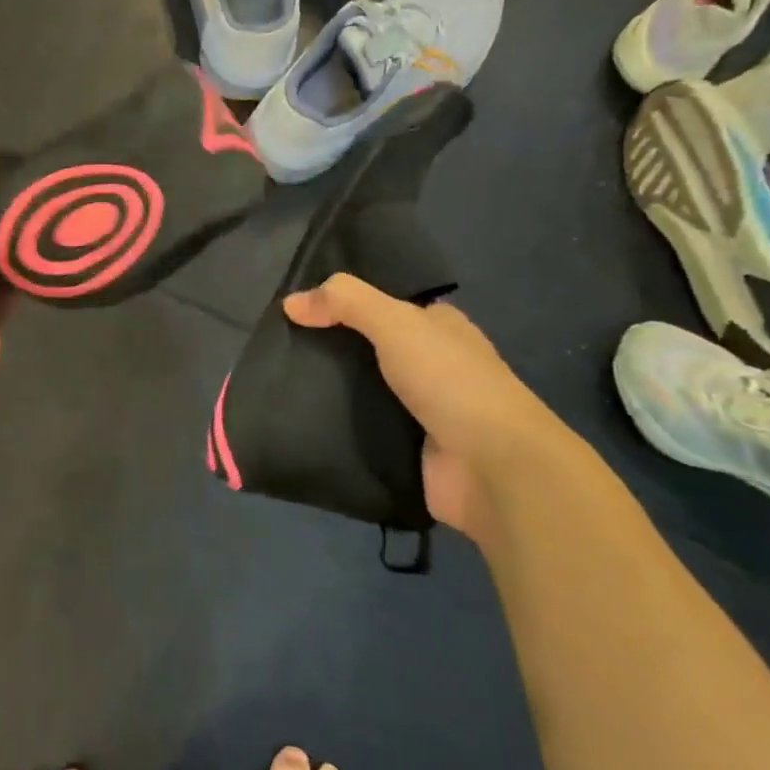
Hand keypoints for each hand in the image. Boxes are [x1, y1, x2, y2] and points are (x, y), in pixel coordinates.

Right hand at [282, 275, 562, 535]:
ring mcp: (421, 410)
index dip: (345, 302)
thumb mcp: (396, 323)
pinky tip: (299, 418)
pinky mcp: (407, 449)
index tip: (297, 306)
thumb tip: (290, 302)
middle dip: (330, 347)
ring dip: (330, 389)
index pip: (386, 305)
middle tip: (278, 344)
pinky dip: (336, 425)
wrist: (492, 467)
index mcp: (440, 328)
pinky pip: (361, 430)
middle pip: (370, 348)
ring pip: (362, 390)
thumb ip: (345, 303)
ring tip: (278, 380)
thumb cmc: (450, 381)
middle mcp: (433, 365)